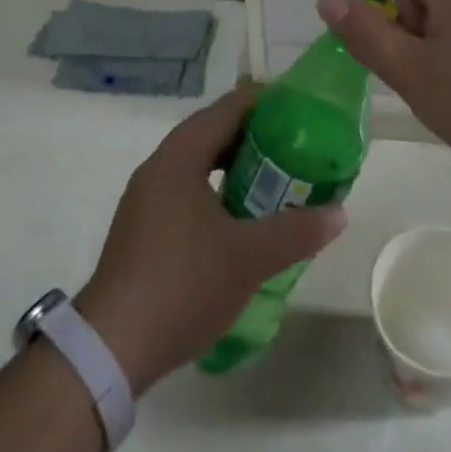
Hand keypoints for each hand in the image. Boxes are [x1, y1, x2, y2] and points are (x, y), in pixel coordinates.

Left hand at [75, 88, 346, 392]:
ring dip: (236, 167)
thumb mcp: (249, 257)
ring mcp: (146, 198)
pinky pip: (187, 190)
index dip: (266, 102)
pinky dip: (217, 191)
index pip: (228, 107)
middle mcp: (159, 166)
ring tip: (277, 180)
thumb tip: (339, 212)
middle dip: (256, 136)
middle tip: (298, 147)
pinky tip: (240, 220)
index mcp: (180, 156)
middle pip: (213, 132)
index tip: (302, 109)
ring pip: (199, 164)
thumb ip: (297, 230)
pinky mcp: (143, 228)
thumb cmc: (182, 284)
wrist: (111, 349)